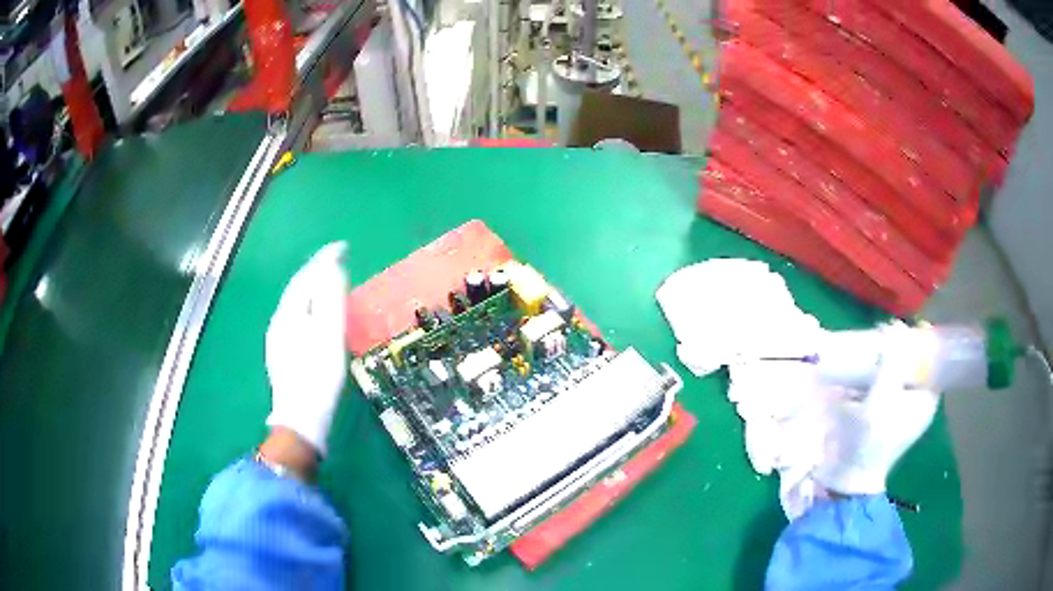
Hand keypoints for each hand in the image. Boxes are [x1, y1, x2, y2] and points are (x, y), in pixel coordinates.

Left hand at [265, 242, 348, 456]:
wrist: (301, 418)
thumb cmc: (319, 376)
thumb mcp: (329, 334)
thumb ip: (329, 299)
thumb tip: (331, 268)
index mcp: (290, 313)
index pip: (306, 275)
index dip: (324, 258)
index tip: (343, 246)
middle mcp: (279, 321)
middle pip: (297, 288)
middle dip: (316, 270)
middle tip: (337, 261)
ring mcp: (278, 338)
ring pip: (294, 303)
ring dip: (311, 288)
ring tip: (329, 282)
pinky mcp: (282, 353)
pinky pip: (295, 317)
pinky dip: (308, 306)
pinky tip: (315, 316)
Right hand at [811, 322, 940, 494]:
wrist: (848, 478)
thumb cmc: (872, 440)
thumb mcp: (883, 398)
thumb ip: (891, 361)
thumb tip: (896, 326)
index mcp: (927, 398)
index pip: (932, 358)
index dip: (921, 339)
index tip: (902, 327)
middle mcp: (917, 401)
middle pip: (914, 363)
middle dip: (899, 347)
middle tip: (881, 335)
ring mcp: (899, 409)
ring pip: (897, 372)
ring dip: (885, 359)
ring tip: (869, 346)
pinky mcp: (882, 416)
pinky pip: (883, 385)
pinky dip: (874, 374)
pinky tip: (861, 368)